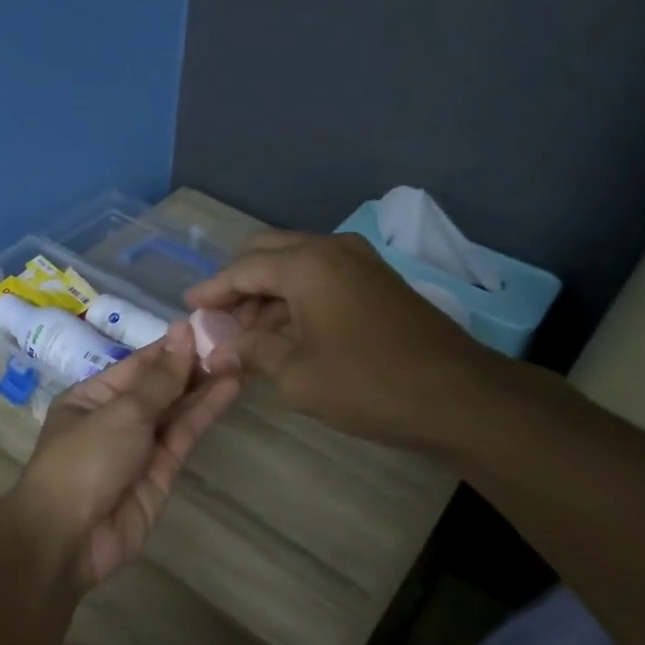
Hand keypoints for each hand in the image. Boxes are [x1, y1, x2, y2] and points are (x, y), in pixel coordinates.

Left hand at [13, 323, 240, 589]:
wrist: (69, 538)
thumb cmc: (84, 460)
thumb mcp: (121, 411)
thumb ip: (160, 378)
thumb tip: (182, 331)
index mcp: (93, 396)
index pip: (139, 364)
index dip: (173, 346)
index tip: (209, 326)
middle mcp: (116, 418)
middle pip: (160, 386)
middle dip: (193, 365)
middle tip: (235, 341)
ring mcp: (139, 447)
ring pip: (176, 411)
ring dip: (205, 386)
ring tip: (240, 359)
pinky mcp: (161, 473)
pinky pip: (184, 436)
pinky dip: (204, 413)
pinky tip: (229, 389)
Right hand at [184, 230, 485, 446]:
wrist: (457, 395)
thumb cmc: (367, 384)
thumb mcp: (296, 374)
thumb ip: (252, 352)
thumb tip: (217, 352)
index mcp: (307, 264)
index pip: (243, 268)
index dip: (212, 290)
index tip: (187, 307)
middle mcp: (332, 249)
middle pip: (268, 254)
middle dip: (238, 284)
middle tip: (218, 320)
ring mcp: (360, 262)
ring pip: (296, 264)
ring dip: (268, 292)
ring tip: (247, 333)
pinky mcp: (377, 281)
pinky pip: (322, 277)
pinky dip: (296, 297)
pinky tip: (285, 331)